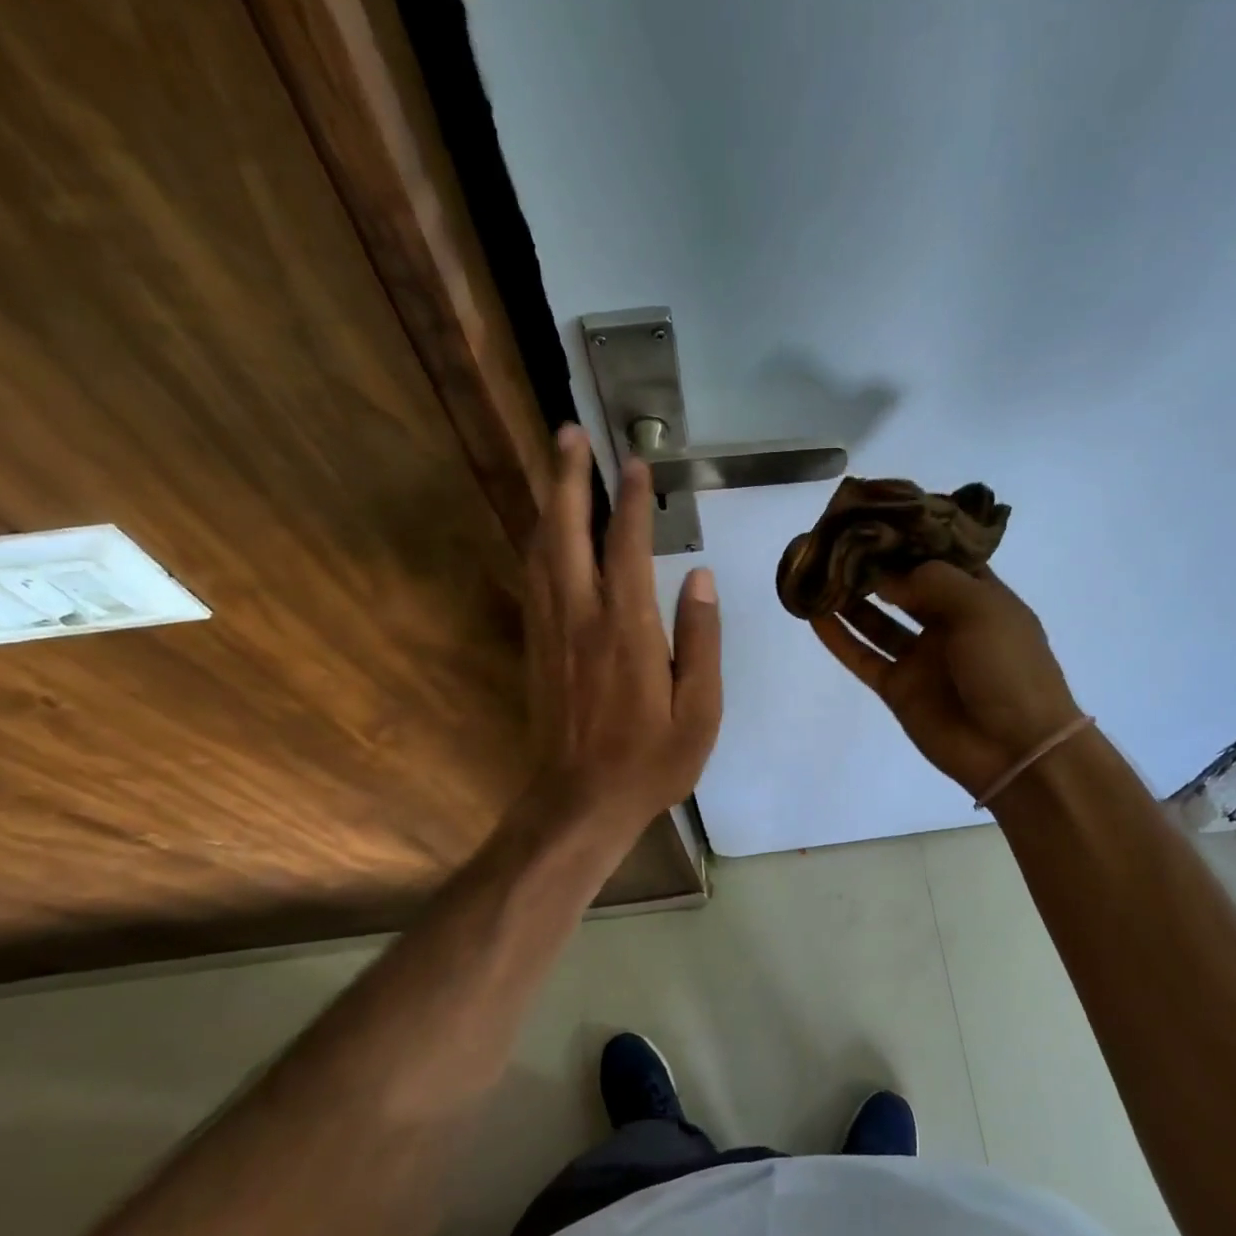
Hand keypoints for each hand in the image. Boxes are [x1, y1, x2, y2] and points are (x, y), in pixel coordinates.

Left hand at [520, 424, 721, 857]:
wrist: (579, 802)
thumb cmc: (650, 762)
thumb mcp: (700, 711)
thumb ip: (701, 641)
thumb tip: (701, 579)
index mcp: (627, 630)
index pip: (627, 547)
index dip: (631, 501)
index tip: (634, 461)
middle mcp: (581, 617)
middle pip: (567, 531)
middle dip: (568, 478)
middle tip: (570, 433)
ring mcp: (551, 630)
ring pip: (541, 550)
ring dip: (548, 501)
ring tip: (557, 465)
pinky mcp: (537, 647)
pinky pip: (534, 579)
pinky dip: (539, 542)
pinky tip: (545, 530)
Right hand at [810, 563, 1077, 799]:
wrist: (1015, 748)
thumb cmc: (1009, 668)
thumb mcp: (981, 608)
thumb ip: (931, 581)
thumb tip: (885, 575)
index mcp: (979, 596)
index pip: (940, 557)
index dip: (910, 537)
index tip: (874, 515)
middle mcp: (948, 621)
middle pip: (904, 586)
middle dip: (873, 565)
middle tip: (835, 541)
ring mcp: (921, 657)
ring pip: (877, 620)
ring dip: (850, 598)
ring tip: (818, 572)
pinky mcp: (898, 688)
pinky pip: (863, 657)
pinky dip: (839, 638)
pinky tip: (814, 615)